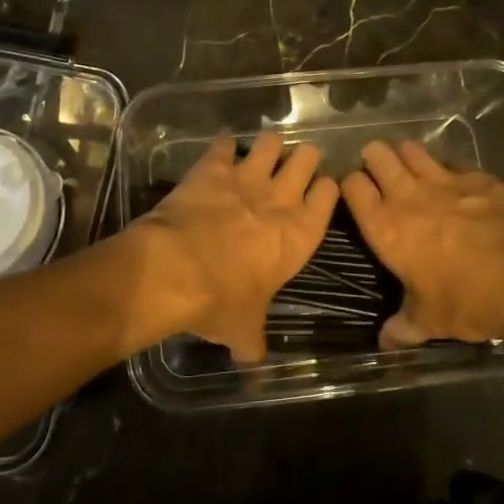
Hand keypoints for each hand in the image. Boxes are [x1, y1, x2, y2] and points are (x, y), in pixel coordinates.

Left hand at [130, 133, 338, 361]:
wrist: (175, 270)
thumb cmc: (220, 301)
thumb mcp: (243, 329)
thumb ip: (253, 340)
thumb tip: (253, 359)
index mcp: (300, 234)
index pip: (329, 197)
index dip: (326, 190)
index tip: (322, 189)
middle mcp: (280, 199)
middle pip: (306, 159)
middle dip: (304, 159)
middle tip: (297, 165)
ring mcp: (246, 178)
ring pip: (271, 143)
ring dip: (268, 147)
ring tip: (264, 153)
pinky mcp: (212, 168)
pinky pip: (224, 144)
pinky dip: (224, 144)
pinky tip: (222, 147)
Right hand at [342, 140, 503, 350]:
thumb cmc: (469, 300)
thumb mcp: (431, 321)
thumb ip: (403, 328)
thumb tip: (385, 343)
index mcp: (386, 227)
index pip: (352, 186)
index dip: (349, 184)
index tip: (354, 192)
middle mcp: (408, 195)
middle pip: (377, 155)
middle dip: (373, 159)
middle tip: (378, 174)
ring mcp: (445, 181)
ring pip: (412, 149)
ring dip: (406, 156)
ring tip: (410, 170)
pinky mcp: (479, 178)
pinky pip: (453, 163)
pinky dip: (447, 169)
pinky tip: (455, 184)